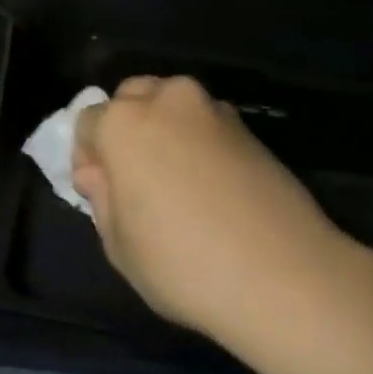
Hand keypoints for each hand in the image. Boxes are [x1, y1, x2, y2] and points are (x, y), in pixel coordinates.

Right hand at [72, 76, 339, 340]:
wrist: (284, 275)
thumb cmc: (183, 264)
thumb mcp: (120, 245)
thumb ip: (101, 198)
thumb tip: (97, 173)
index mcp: (123, 123)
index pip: (88, 122)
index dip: (88, 156)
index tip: (100, 190)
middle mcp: (166, 100)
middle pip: (131, 98)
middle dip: (125, 126)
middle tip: (135, 177)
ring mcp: (212, 110)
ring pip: (172, 104)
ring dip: (164, 128)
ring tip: (176, 178)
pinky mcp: (248, 127)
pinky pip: (206, 123)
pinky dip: (198, 140)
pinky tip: (210, 184)